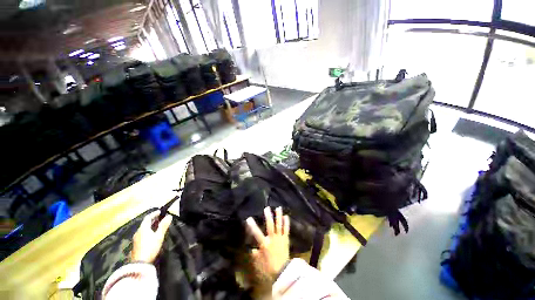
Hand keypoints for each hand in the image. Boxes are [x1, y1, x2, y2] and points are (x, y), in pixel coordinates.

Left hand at [131, 211, 172, 263]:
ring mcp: (136, 239)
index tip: (160, 211)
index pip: (148, 217)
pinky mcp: (136, 244)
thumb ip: (164, 226)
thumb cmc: (150, 247)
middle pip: (145, 223)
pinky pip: (142, 234)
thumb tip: (169, 215)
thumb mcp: (159, 236)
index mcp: (143, 228)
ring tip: (157, 225)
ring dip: (150, 225)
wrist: (140, 263)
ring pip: (143, 229)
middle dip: (152, 219)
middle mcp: (138, 232)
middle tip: (160, 218)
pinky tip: (152, 234)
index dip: (154, 213)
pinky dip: (148, 231)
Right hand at [246, 207, 289, 284]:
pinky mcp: (286, 239)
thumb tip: (252, 249)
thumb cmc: (269, 267)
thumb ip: (255, 254)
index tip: (249, 218)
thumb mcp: (259, 262)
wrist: (283, 271)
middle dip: (268, 216)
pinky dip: (286, 222)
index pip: (257, 233)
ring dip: (278, 216)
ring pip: (279, 225)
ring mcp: (280, 238)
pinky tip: (286, 216)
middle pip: (270, 225)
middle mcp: (273, 239)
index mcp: (265, 244)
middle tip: (267, 208)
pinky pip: (286, 229)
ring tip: (278, 208)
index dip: (252, 225)